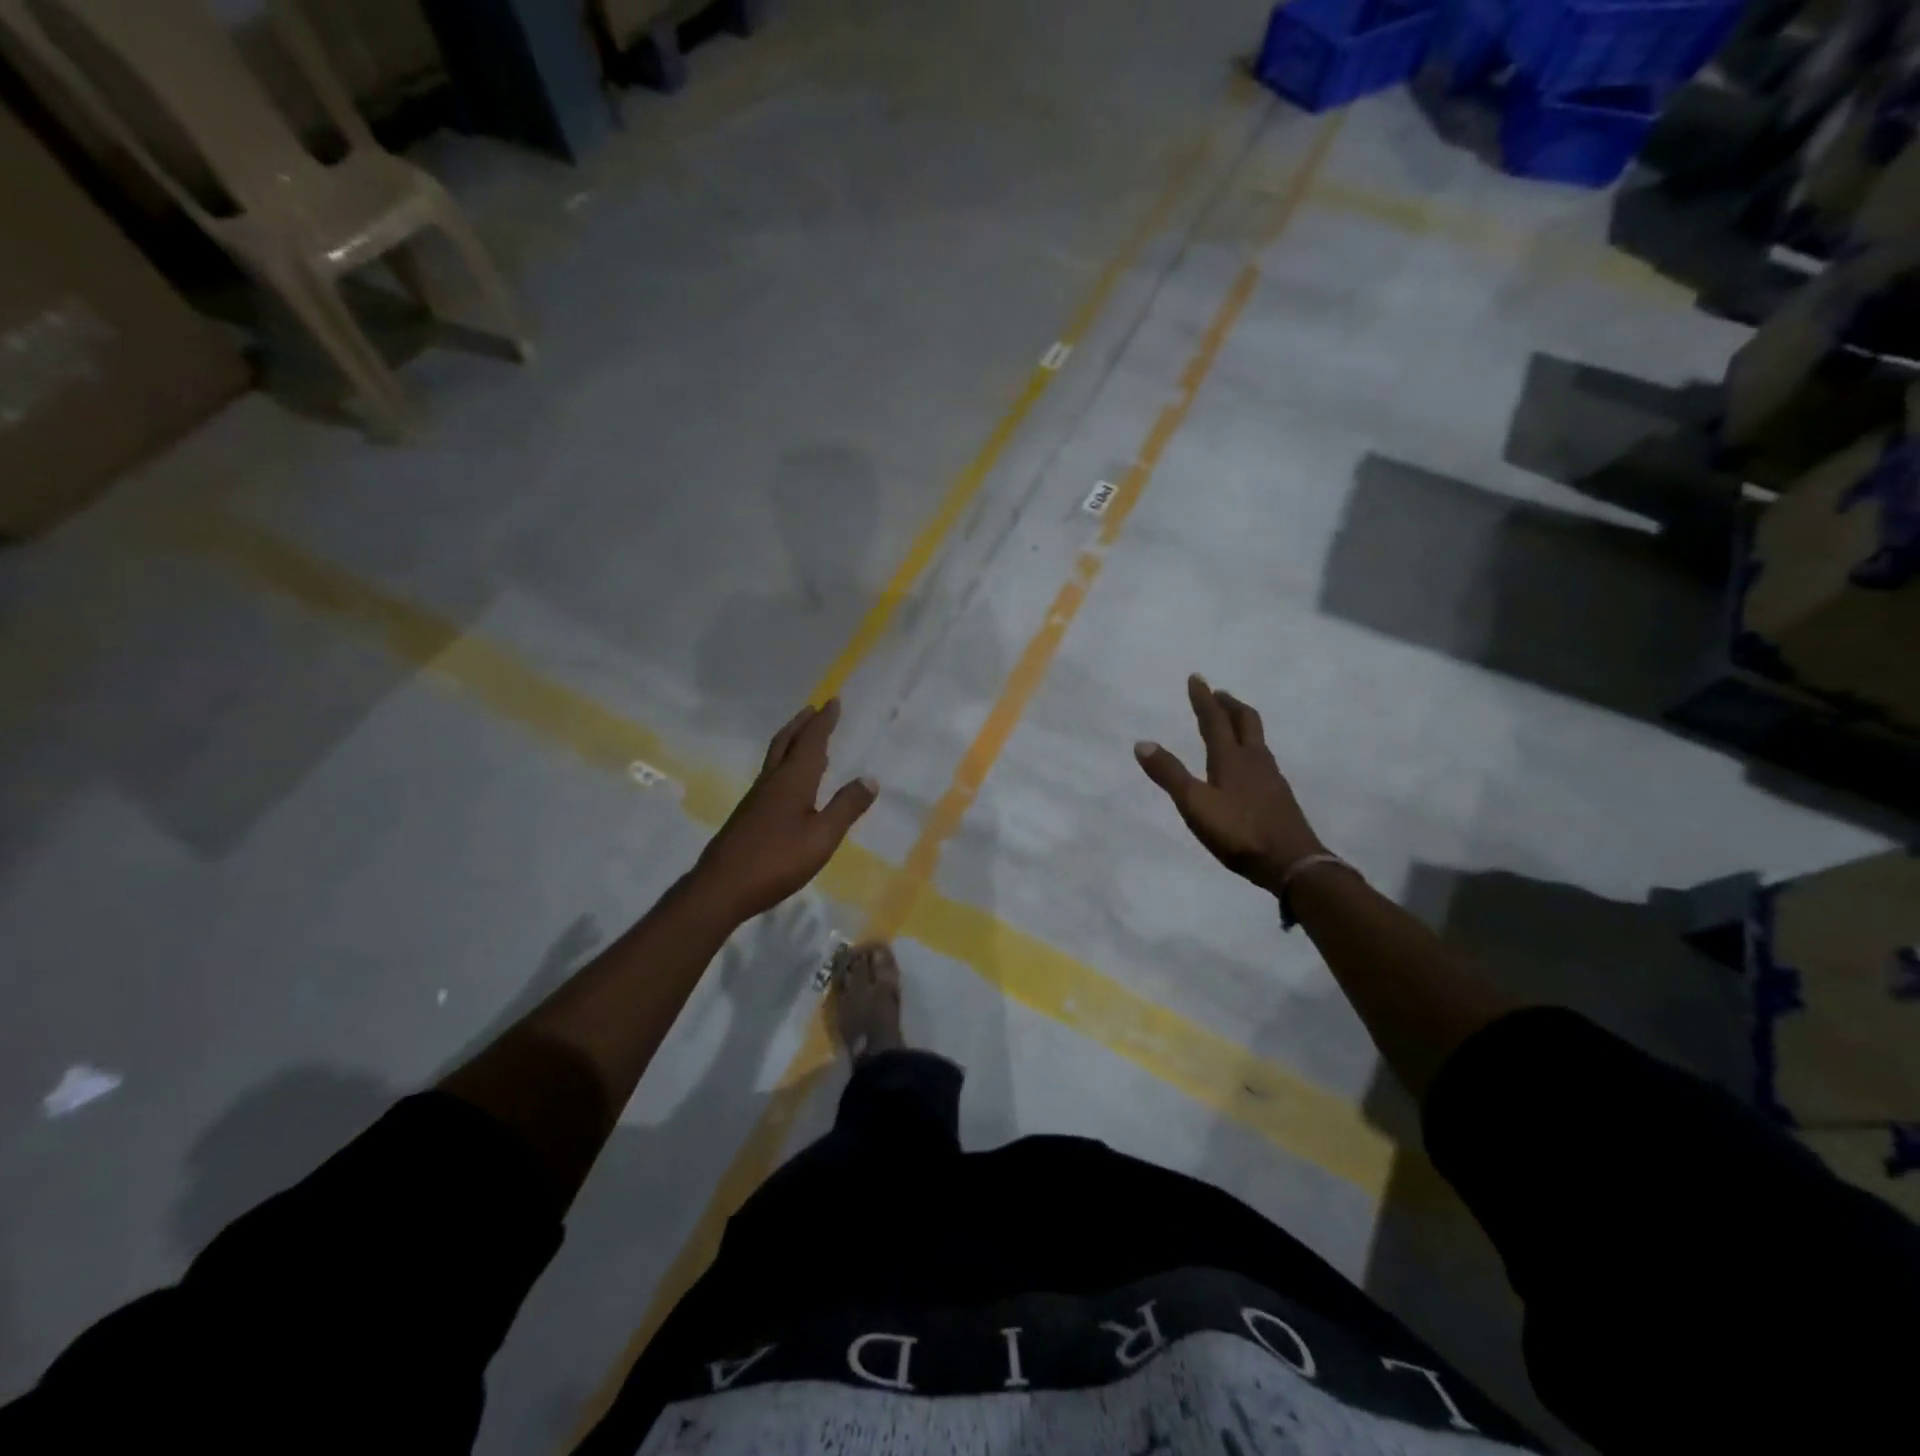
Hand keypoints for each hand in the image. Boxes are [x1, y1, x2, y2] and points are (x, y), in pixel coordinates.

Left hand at [693, 699, 877, 922]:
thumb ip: (846, 808)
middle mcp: (771, 782)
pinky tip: (788, 781)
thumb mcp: (822, 837)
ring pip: (775, 758)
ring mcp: (756, 799)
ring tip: (804, 737)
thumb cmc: (776, 861)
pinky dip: (784, 764)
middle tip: (813, 709)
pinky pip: (770, 775)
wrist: (721, 888)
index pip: (811, 742)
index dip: (823, 722)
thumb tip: (870, 779)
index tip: (832, 701)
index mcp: (792, 781)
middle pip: (786, 742)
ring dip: (791, 741)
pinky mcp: (748, 816)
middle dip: (802, 724)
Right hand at [1135, 675, 1324, 896]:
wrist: (1292, 862)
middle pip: (1245, 721)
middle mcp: (1254, 760)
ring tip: (1232, 722)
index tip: (1196, 678)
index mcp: (1231, 758)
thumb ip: (1170, 775)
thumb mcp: (1195, 805)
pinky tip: (1248, 765)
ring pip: (1257, 739)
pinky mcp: (1279, 796)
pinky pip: (1263, 758)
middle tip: (1218, 694)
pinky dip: (1251, 748)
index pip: (1214, 720)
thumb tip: (1142, 743)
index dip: (1203, 698)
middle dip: (1229, 704)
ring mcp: (1270, 778)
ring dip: (1242, 723)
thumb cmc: (1239, 832)